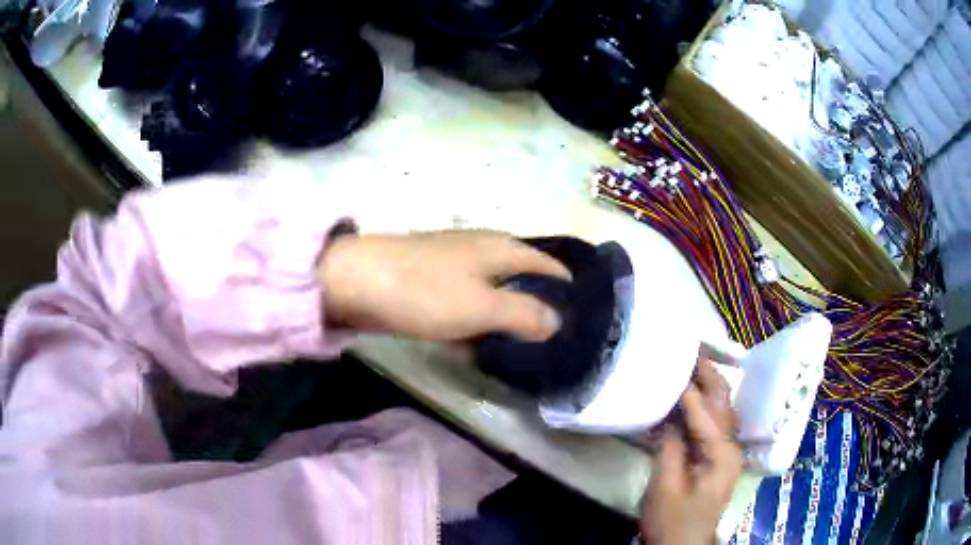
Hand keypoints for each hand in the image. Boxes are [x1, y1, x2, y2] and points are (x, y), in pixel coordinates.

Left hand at [318, 231, 570, 340]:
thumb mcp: (482, 306)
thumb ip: (524, 314)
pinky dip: (480, 318)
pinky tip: (482, 339)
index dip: (565, 286)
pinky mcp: (432, 281)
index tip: (582, 314)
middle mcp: (482, 249)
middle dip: (539, 303)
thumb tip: (557, 322)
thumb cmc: (424, 291)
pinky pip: (468, 300)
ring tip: (526, 344)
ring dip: (508, 313)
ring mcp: (454, 264)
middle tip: (555, 336)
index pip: (546, 264)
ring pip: (494, 290)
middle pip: (522, 275)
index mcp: (500, 248)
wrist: (356, 282)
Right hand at [639, 358, 742, 544]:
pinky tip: (692, 398)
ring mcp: (726, 454)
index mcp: (722, 454)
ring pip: (720, 412)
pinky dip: (703, 407)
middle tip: (692, 351)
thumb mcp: (664, 486)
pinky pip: (712, 425)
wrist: (683, 544)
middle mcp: (731, 448)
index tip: (675, 363)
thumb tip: (669, 417)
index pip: (704, 413)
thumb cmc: (672, 519)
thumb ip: (669, 448)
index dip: (688, 389)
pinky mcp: (717, 460)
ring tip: (693, 365)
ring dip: (708, 387)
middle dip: (709, 377)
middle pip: (722, 404)